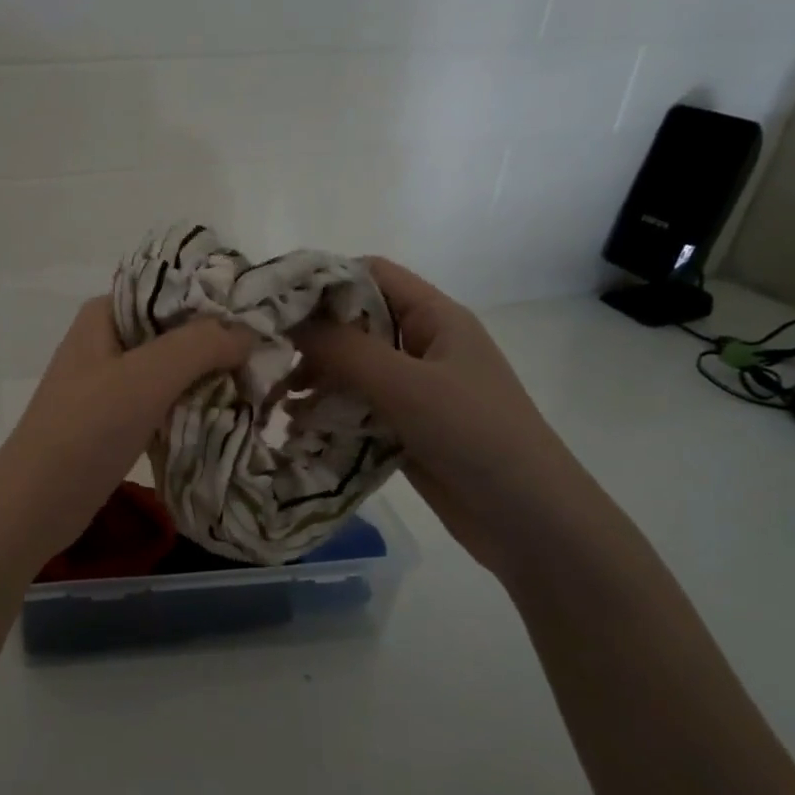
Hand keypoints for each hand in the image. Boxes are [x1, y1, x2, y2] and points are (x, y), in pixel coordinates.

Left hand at [0, 297, 254, 566]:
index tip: (260, 315)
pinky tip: (226, 412)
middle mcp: (107, 340)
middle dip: (217, 342)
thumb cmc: (87, 430)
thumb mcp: (146, 377)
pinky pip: (164, 400)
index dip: (214, 298)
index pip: (170, 288)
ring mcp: (110, 381)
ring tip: (256, 383)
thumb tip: (248, 333)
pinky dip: (192, 404)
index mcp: (105, 314)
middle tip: (266, 356)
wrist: (37, 503)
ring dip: (208, 376)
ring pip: (172, 367)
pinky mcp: (116, 419)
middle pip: (174, 329)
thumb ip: (200, 345)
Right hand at [295, 258, 588, 574]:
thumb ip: (345, 350)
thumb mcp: (406, 385)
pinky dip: (328, 410)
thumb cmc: (474, 434)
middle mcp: (422, 345)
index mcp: (434, 317)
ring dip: (316, 377)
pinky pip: (357, 406)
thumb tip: (289, 322)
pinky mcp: (405, 426)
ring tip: (277, 397)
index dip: (324, 279)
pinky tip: (298, 425)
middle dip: (311, 335)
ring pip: (352, 367)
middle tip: (266, 354)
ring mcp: (414, 388)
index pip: (371, 274)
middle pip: (356, 321)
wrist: (528, 519)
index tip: (275, 300)